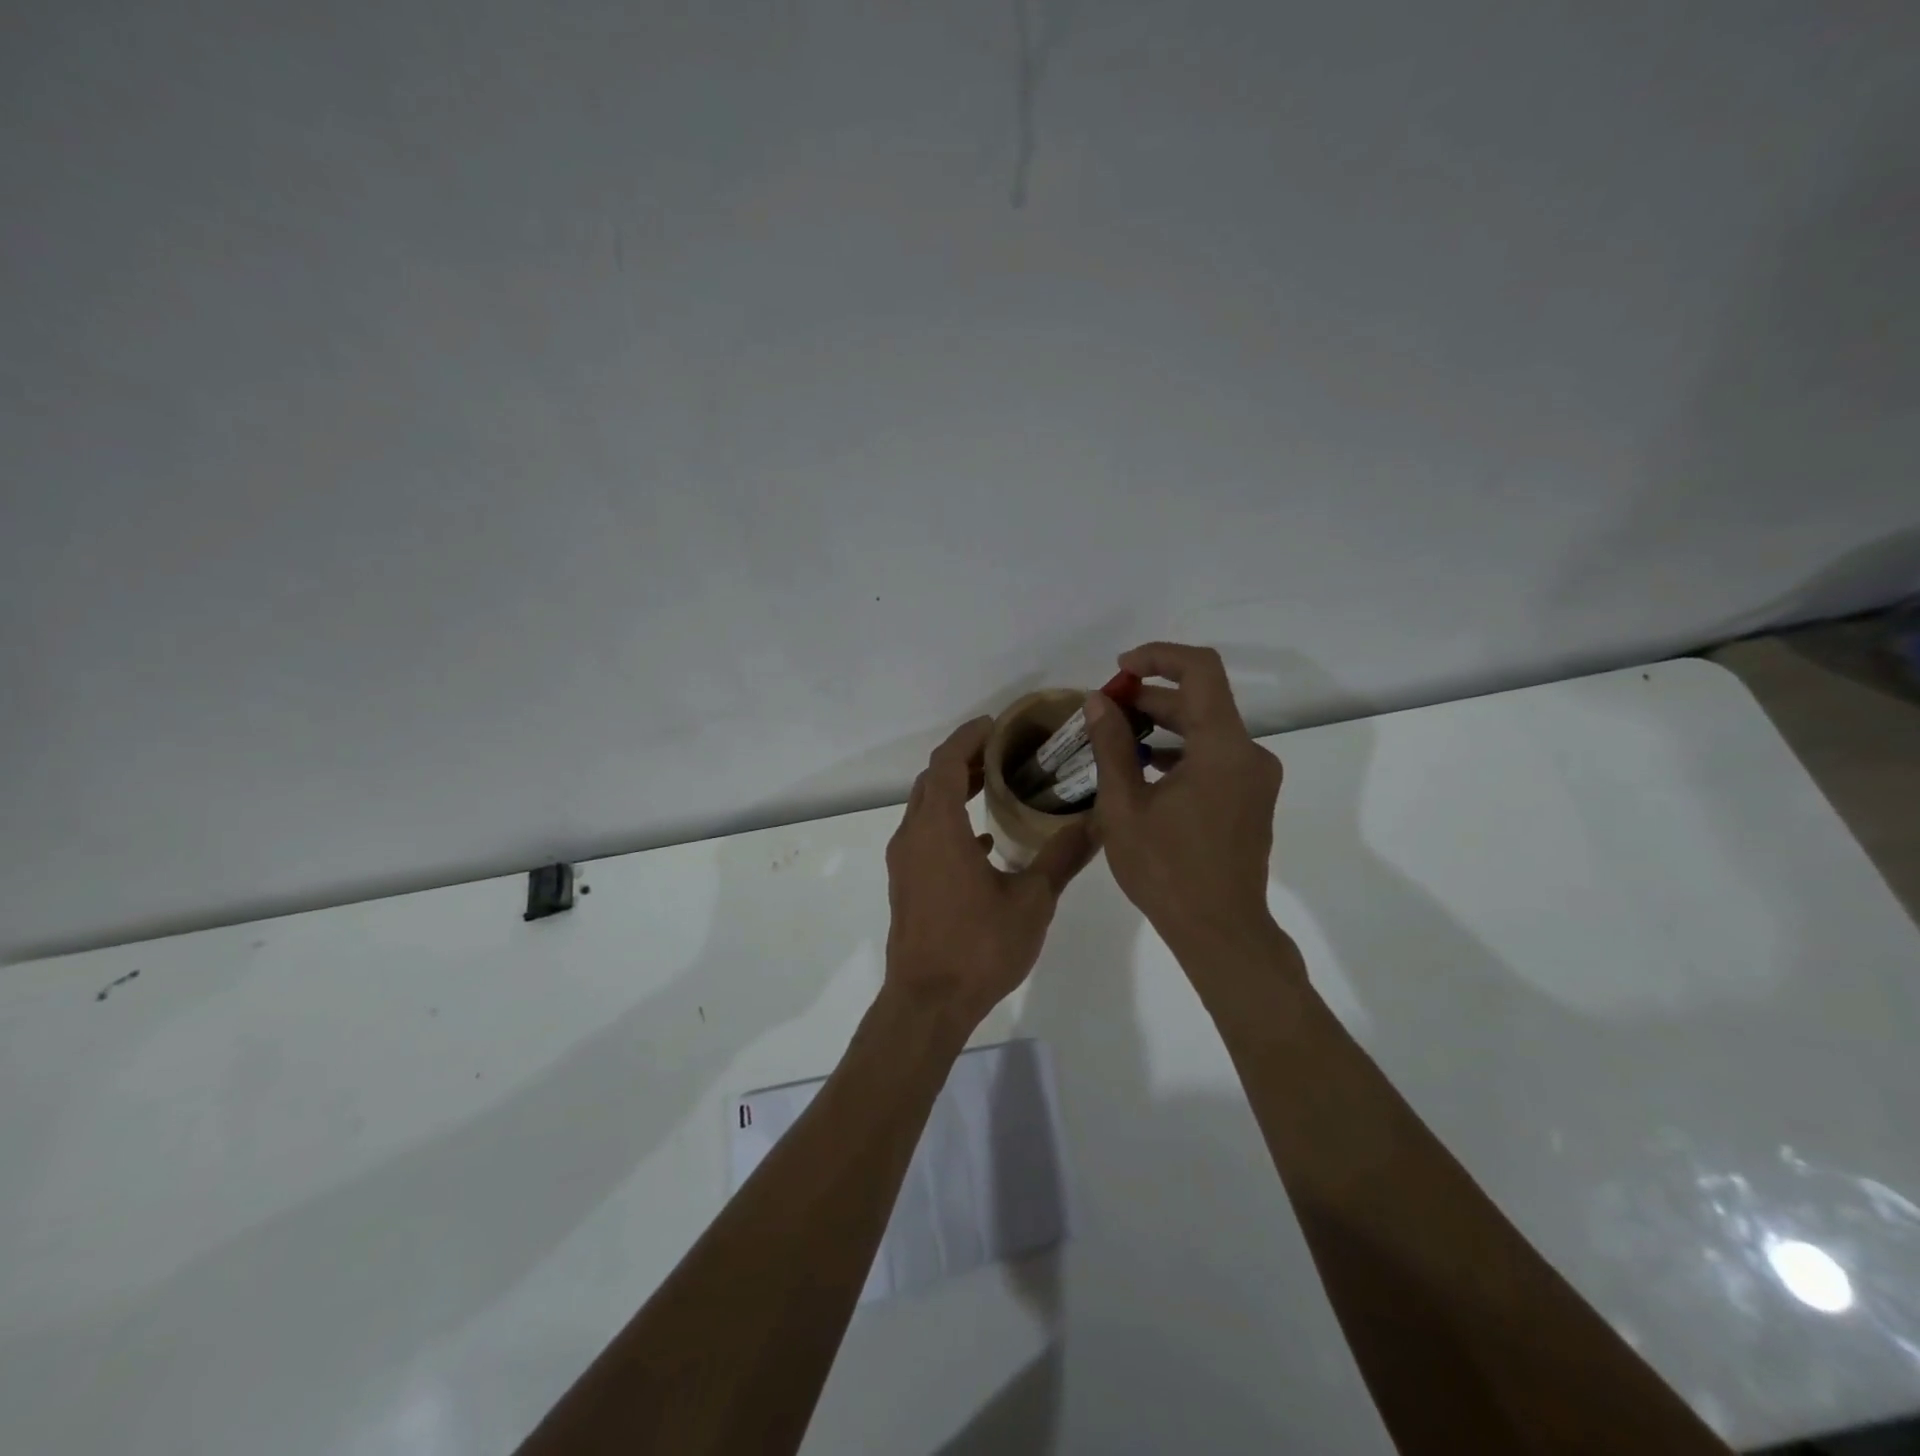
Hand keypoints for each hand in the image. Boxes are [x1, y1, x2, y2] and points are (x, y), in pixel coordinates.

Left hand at [884, 716, 1097, 1028]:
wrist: (927, 1003)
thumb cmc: (978, 947)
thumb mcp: (1031, 901)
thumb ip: (1062, 858)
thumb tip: (1097, 822)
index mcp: (939, 829)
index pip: (945, 762)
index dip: (968, 737)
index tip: (995, 725)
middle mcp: (913, 836)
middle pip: (931, 780)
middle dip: (962, 759)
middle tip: (1002, 750)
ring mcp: (904, 861)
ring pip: (924, 808)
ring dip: (952, 790)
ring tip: (994, 784)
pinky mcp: (906, 884)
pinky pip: (925, 836)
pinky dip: (949, 823)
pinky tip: (983, 840)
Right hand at [1084, 642, 1286, 963]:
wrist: (1220, 931)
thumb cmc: (1167, 870)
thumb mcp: (1125, 807)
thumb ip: (1112, 747)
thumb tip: (1098, 702)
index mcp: (1223, 748)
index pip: (1200, 670)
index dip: (1159, 657)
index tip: (1120, 670)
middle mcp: (1249, 753)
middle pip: (1201, 700)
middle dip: (1151, 696)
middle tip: (1105, 708)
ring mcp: (1254, 778)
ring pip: (1207, 730)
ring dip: (1163, 725)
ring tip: (1117, 737)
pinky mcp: (1250, 798)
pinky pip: (1215, 757)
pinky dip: (1180, 751)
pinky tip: (1144, 768)